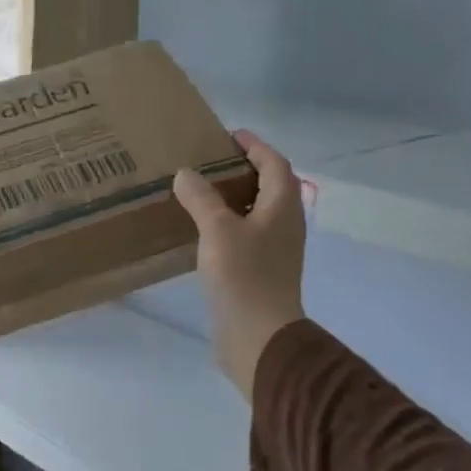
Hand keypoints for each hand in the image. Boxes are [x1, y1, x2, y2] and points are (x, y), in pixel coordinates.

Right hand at [173, 130, 308, 397]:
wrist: (259, 334)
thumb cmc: (244, 276)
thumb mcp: (218, 230)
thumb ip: (201, 198)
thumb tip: (186, 174)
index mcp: (282, 206)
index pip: (274, 163)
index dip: (254, 146)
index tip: (229, 136)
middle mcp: (284, 223)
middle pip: (269, 186)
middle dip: (243, 170)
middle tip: (209, 162)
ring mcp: (275, 249)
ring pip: (256, 212)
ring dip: (233, 198)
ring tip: (200, 192)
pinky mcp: (261, 271)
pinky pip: (245, 235)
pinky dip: (227, 224)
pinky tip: (201, 231)